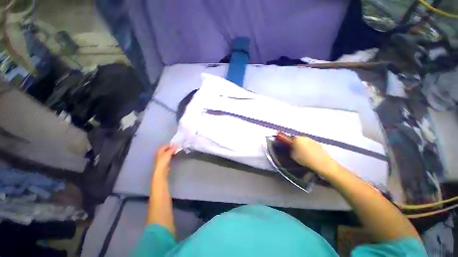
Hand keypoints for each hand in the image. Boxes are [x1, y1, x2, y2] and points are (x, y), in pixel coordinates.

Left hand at [153, 144, 177, 176]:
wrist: (161, 170)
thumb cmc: (163, 160)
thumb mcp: (168, 153)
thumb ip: (172, 148)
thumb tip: (176, 144)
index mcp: (160, 150)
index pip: (166, 145)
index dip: (171, 145)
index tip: (177, 145)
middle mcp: (160, 153)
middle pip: (167, 149)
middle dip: (172, 148)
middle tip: (178, 148)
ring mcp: (162, 157)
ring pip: (168, 153)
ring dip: (172, 152)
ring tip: (177, 152)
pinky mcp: (164, 161)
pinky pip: (169, 156)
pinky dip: (172, 155)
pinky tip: (175, 156)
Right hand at [291, 136, 336, 174]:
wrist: (321, 163)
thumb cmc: (304, 158)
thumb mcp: (292, 156)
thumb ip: (291, 150)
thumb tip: (291, 149)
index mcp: (296, 138)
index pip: (290, 138)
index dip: (290, 143)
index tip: (290, 148)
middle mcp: (304, 137)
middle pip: (298, 139)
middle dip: (297, 144)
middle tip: (297, 151)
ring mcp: (312, 140)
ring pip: (305, 142)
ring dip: (304, 146)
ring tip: (304, 154)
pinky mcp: (319, 144)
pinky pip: (311, 145)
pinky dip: (310, 148)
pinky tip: (311, 155)